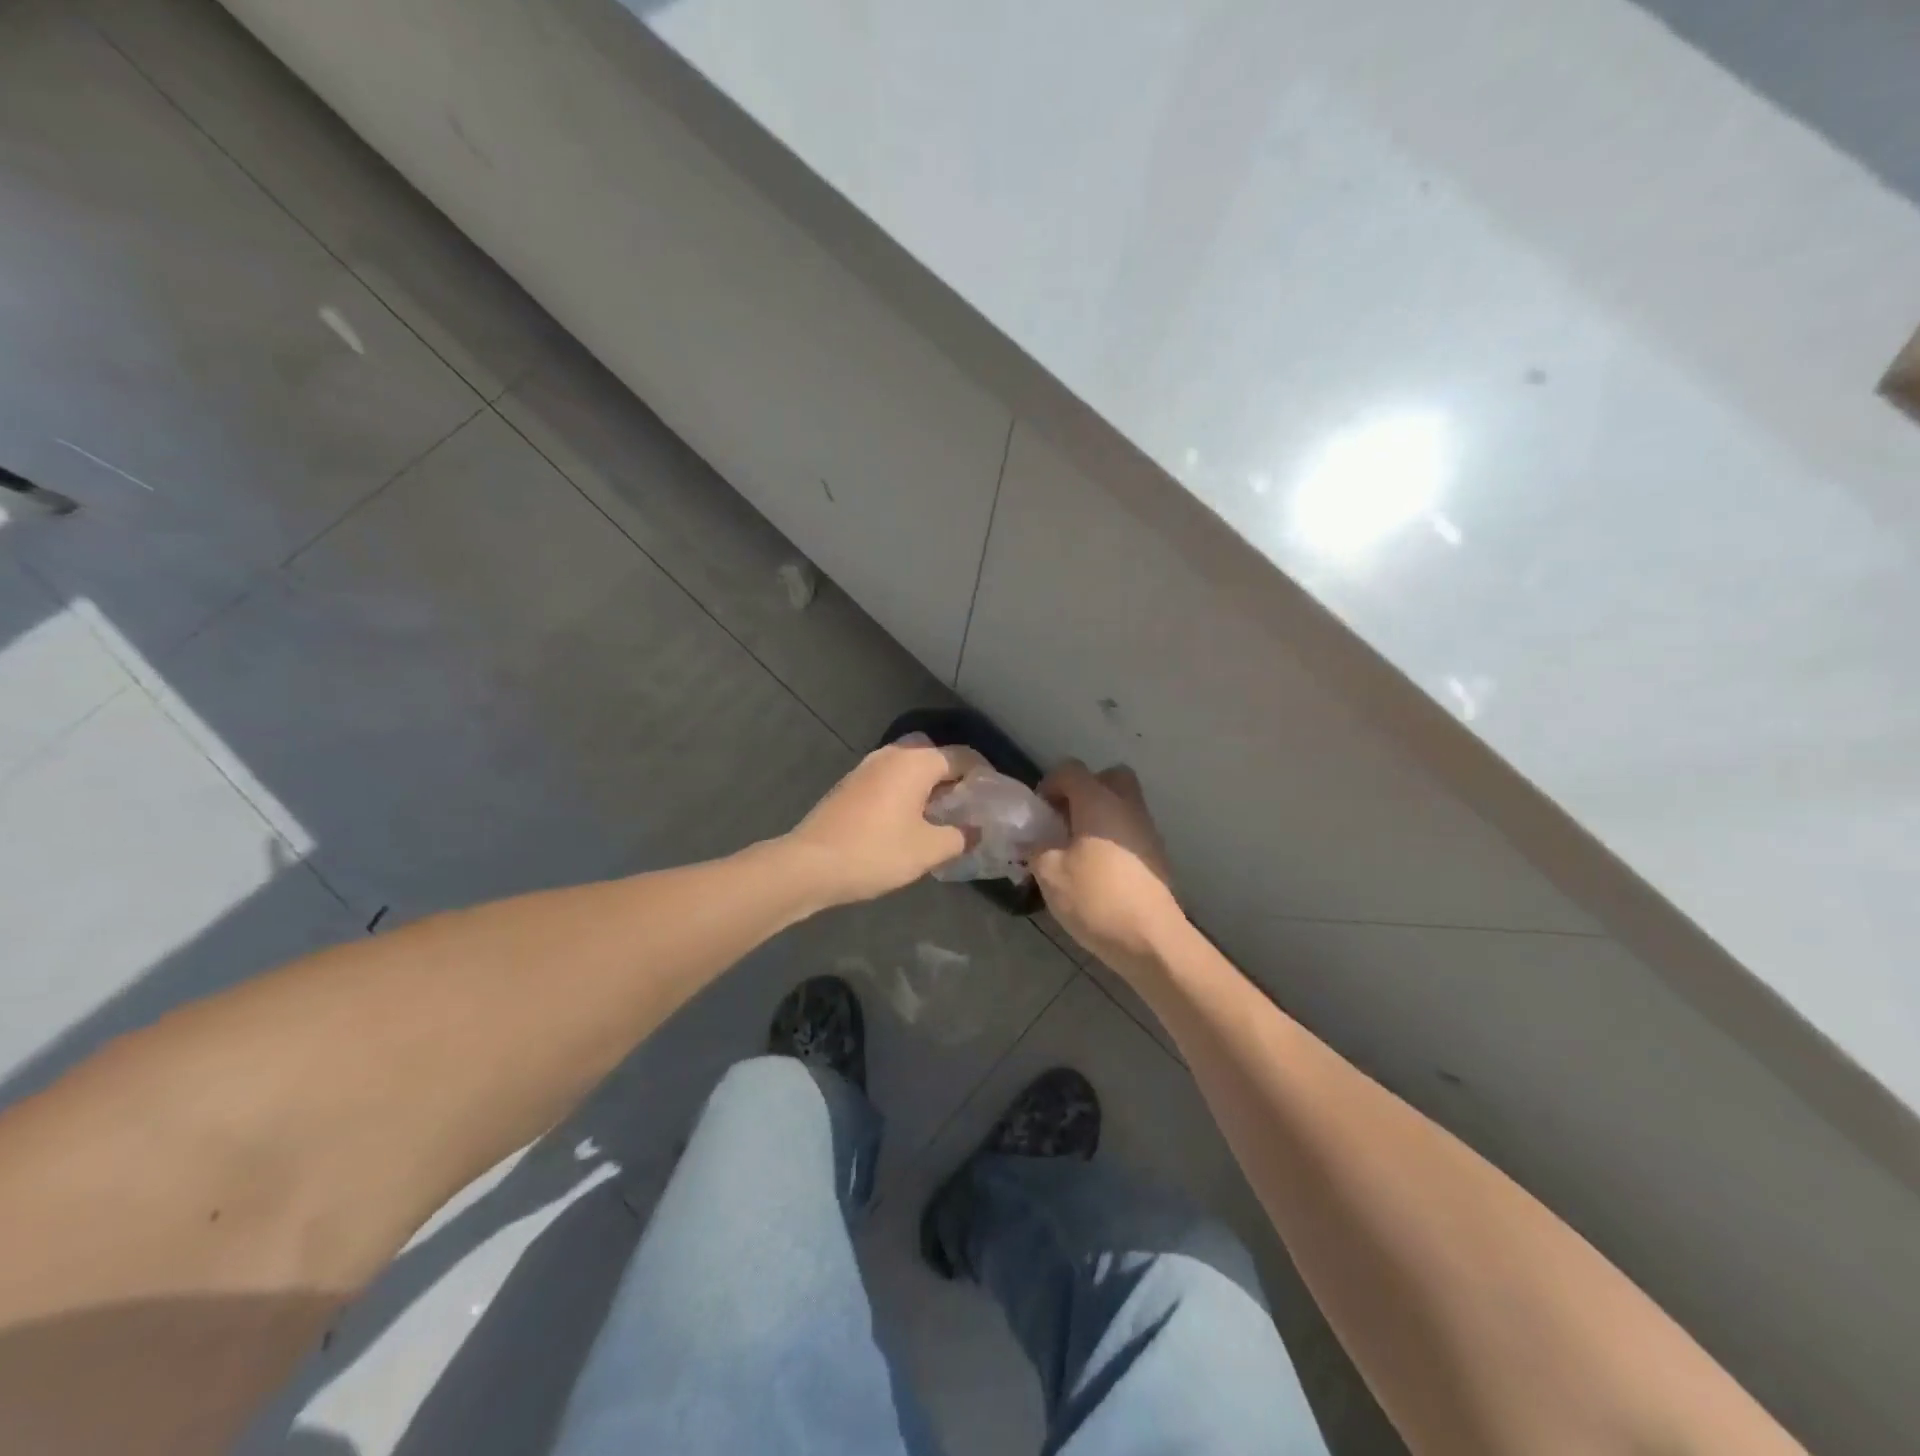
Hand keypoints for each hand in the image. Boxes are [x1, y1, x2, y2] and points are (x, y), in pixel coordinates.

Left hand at [785, 738, 988, 905]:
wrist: (810, 865)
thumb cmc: (876, 852)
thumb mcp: (929, 850)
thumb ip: (960, 836)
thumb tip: (976, 830)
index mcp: (916, 762)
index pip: (963, 757)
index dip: (985, 776)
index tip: (996, 800)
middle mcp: (892, 755)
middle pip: (935, 756)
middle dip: (955, 778)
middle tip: (969, 807)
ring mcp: (867, 768)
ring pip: (910, 768)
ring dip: (929, 786)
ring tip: (943, 817)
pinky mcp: (851, 785)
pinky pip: (891, 779)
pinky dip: (907, 792)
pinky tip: (911, 821)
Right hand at [1032, 760, 1184, 970]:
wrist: (1150, 940)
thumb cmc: (1096, 898)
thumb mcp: (1050, 874)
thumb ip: (1035, 848)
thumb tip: (1031, 839)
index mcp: (1098, 802)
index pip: (1071, 770)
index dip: (1049, 784)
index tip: (1038, 813)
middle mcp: (1127, 807)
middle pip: (1109, 778)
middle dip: (1084, 791)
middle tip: (1065, 819)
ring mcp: (1147, 831)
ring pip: (1123, 805)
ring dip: (1099, 816)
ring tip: (1076, 849)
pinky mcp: (1157, 857)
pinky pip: (1131, 831)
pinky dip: (1113, 838)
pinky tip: (1097, 870)